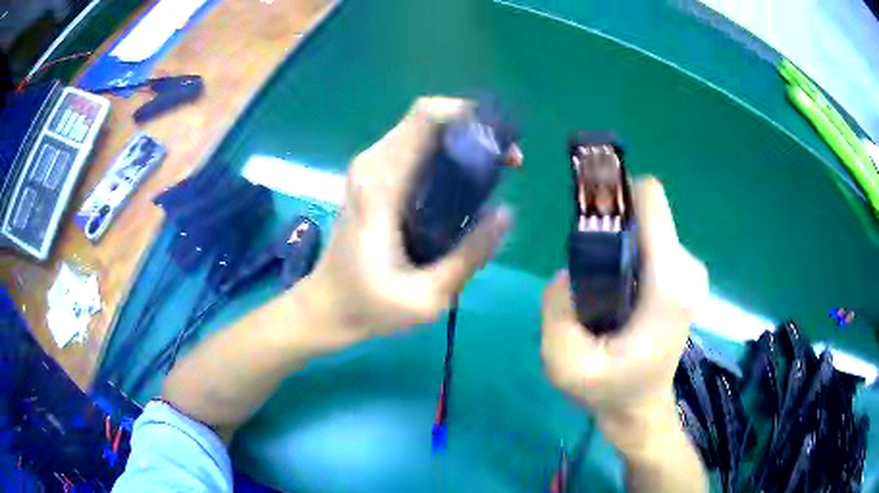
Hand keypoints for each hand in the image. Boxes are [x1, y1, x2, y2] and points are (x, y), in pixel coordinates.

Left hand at [300, 97, 513, 343]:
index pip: (425, 117)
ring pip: (420, 130)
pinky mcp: (368, 177)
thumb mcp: (426, 296)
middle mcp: (371, 165)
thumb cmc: (369, 306)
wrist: (325, 307)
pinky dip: (443, 153)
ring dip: (460, 140)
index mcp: (381, 185)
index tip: (501, 145)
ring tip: (491, 172)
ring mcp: (367, 168)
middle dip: (472, 129)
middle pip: (427, 118)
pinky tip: (462, 183)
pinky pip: (411, 147)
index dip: (469, 116)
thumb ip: (469, 256)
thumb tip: (506, 213)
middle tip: (505, 163)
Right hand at [540, 177, 707, 450]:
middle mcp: (687, 267)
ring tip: (601, 290)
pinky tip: (617, 290)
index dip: (614, 193)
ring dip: (616, 245)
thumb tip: (567, 271)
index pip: (649, 199)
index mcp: (669, 283)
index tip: (586, 214)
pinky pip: (650, 242)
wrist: (640, 408)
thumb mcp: (564, 364)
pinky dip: (628, 254)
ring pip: (644, 227)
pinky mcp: (684, 274)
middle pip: (642, 213)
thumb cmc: (609, 390)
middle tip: (586, 273)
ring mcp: (690, 270)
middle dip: (608, 229)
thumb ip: (557, 310)